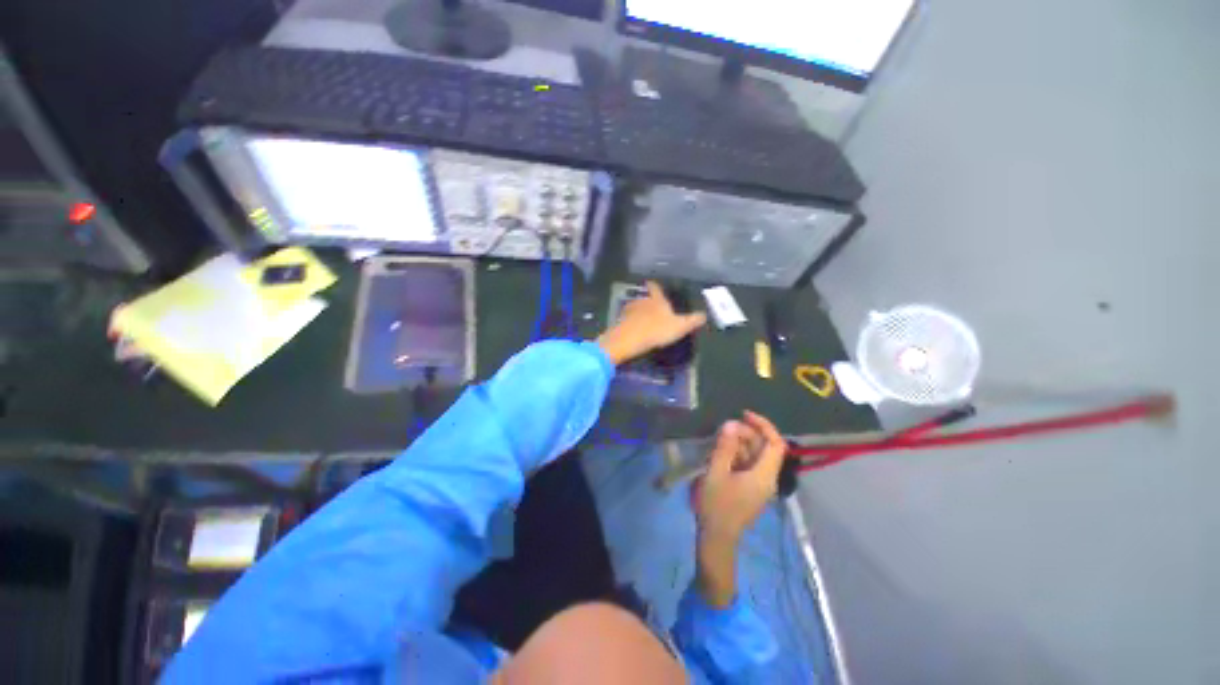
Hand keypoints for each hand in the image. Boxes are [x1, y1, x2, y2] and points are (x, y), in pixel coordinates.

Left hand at [596, 281, 706, 364]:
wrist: (628, 339)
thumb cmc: (656, 330)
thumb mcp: (679, 327)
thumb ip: (692, 320)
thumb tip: (704, 315)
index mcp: (656, 300)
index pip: (655, 288)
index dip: (655, 285)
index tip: (653, 284)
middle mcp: (641, 300)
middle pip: (644, 297)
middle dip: (648, 302)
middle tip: (653, 309)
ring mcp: (628, 310)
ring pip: (634, 308)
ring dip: (638, 312)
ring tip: (643, 321)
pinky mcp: (619, 321)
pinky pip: (626, 319)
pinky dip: (630, 323)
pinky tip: (634, 330)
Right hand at [693, 411, 787, 605]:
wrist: (716, 539)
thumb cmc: (717, 506)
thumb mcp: (716, 473)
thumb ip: (724, 448)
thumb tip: (731, 424)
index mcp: (764, 475)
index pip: (776, 444)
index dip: (764, 425)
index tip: (744, 414)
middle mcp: (767, 478)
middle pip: (764, 447)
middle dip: (745, 434)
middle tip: (723, 429)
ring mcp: (759, 484)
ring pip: (754, 455)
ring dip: (739, 443)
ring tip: (718, 440)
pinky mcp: (750, 488)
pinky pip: (747, 464)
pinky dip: (736, 454)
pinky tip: (720, 453)